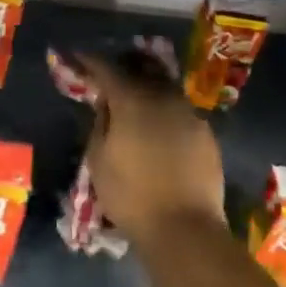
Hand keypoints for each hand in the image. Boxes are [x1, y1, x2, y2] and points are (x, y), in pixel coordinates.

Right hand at [79, 52, 225, 241]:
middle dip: (124, 67)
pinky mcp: (206, 133)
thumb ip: (100, 124)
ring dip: (148, 88)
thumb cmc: (131, 195)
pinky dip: (167, 112)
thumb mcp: (98, 160)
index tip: (79, 58)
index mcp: (132, 100)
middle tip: (111, 75)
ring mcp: (189, 113)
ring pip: (165, 89)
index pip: (107, 69)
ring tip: (137, 100)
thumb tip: (105, 104)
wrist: (185, 228)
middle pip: (142, 70)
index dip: (90, 61)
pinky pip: (181, 112)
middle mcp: (163, 97)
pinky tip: (161, 129)